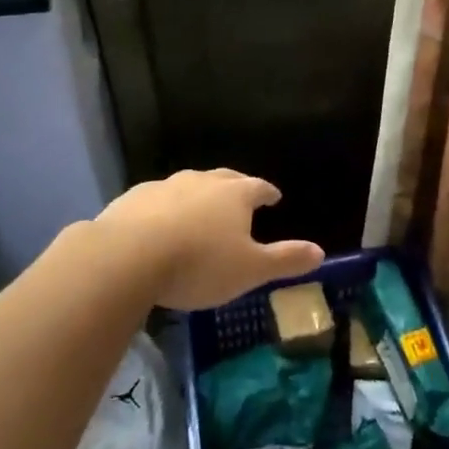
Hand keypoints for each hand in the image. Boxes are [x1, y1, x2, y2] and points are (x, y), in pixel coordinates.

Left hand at [94, 168, 323, 311]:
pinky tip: (159, 223)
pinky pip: (157, 199)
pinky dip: (164, 207)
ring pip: (188, 185)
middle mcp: (202, 181)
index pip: (258, 187)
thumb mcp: (250, 270)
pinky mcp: (133, 198)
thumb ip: (285, 259)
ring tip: (199, 211)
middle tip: (241, 195)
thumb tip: (321, 251)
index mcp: (234, 195)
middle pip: (224, 178)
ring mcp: (165, 186)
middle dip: (235, 186)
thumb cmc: (199, 263)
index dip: (267, 192)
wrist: (128, 256)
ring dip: (198, 195)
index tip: (273, 197)